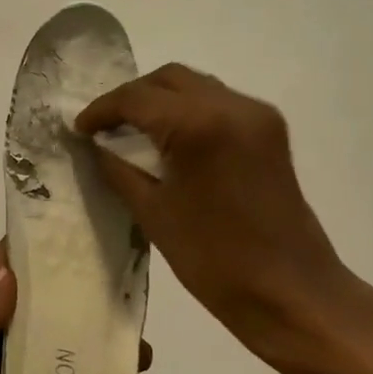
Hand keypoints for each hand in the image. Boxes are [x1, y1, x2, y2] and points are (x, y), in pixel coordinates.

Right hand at [78, 65, 361, 371]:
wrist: (293, 294)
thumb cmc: (215, 260)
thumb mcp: (153, 213)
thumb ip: (118, 168)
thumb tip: (95, 145)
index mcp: (199, 125)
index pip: (136, 98)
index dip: (101, 110)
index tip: (79, 128)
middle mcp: (231, 106)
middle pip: (167, 79)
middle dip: (131, 97)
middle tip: (104, 126)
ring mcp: (256, 115)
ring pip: (195, 85)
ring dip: (160, 100)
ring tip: (132, 130)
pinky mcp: (270, 130)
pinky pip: (218, 101)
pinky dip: (188, 110)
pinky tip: (170, 138)